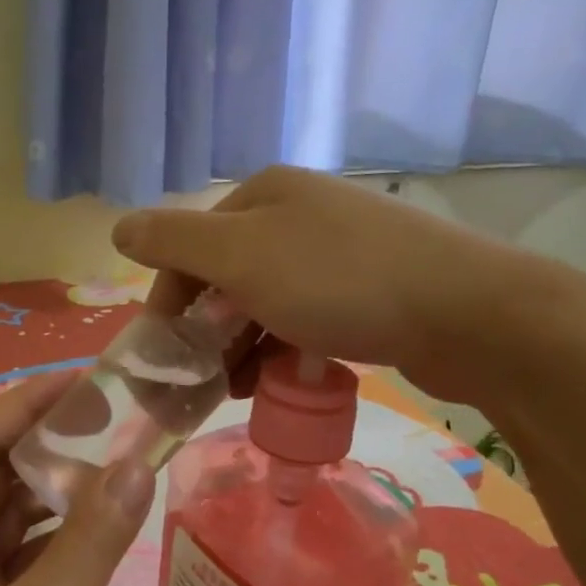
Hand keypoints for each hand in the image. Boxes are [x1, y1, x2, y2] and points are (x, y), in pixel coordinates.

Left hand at [0, 372, 155, 585]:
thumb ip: (89, 541)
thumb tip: (135, 464)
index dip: (23, 404)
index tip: (80, 382)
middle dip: (43, 445)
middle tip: (107, 422)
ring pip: (1, 523)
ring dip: (48, 495)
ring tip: (107, 466)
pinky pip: (10, 564)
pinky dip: (47, 544)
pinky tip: (88, 538)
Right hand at [112, 165, 559, 403]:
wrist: (467, 312)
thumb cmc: (339, 282)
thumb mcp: (241, 256)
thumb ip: (173, 242)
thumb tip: (117, 227)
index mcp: (263, 195)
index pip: (189, 246)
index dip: (170, 300)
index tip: (166, 356)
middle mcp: (297, 214)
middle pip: (225, 276)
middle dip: (208, 331)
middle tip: (204, 381)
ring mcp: (336, 251)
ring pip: (263, 303)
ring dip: (243, 347)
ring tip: (242, 389)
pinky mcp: (368, 289)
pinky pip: (303, 320)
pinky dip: (284, 350)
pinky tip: (284, 380)